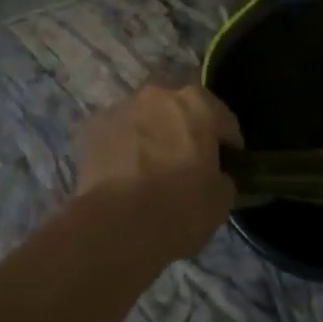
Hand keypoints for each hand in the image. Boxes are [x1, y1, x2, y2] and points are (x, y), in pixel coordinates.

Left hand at [75, 85, 239, 259]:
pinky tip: (124, 175)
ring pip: (146, 118)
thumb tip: (214, 175)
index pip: (224, 120)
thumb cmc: (178, 209)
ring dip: (152, 136)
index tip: (227, 165)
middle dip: (185, 132)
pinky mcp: (93, 126)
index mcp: (197, 104)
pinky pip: (118, 134)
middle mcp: (158, 94)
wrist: (115, 227)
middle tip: (187, 165)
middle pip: (180, 110)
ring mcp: (122, 107)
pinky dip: (123, 147)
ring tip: (150, 171)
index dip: (228, 144)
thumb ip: (222, 177)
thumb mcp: (221, 200)